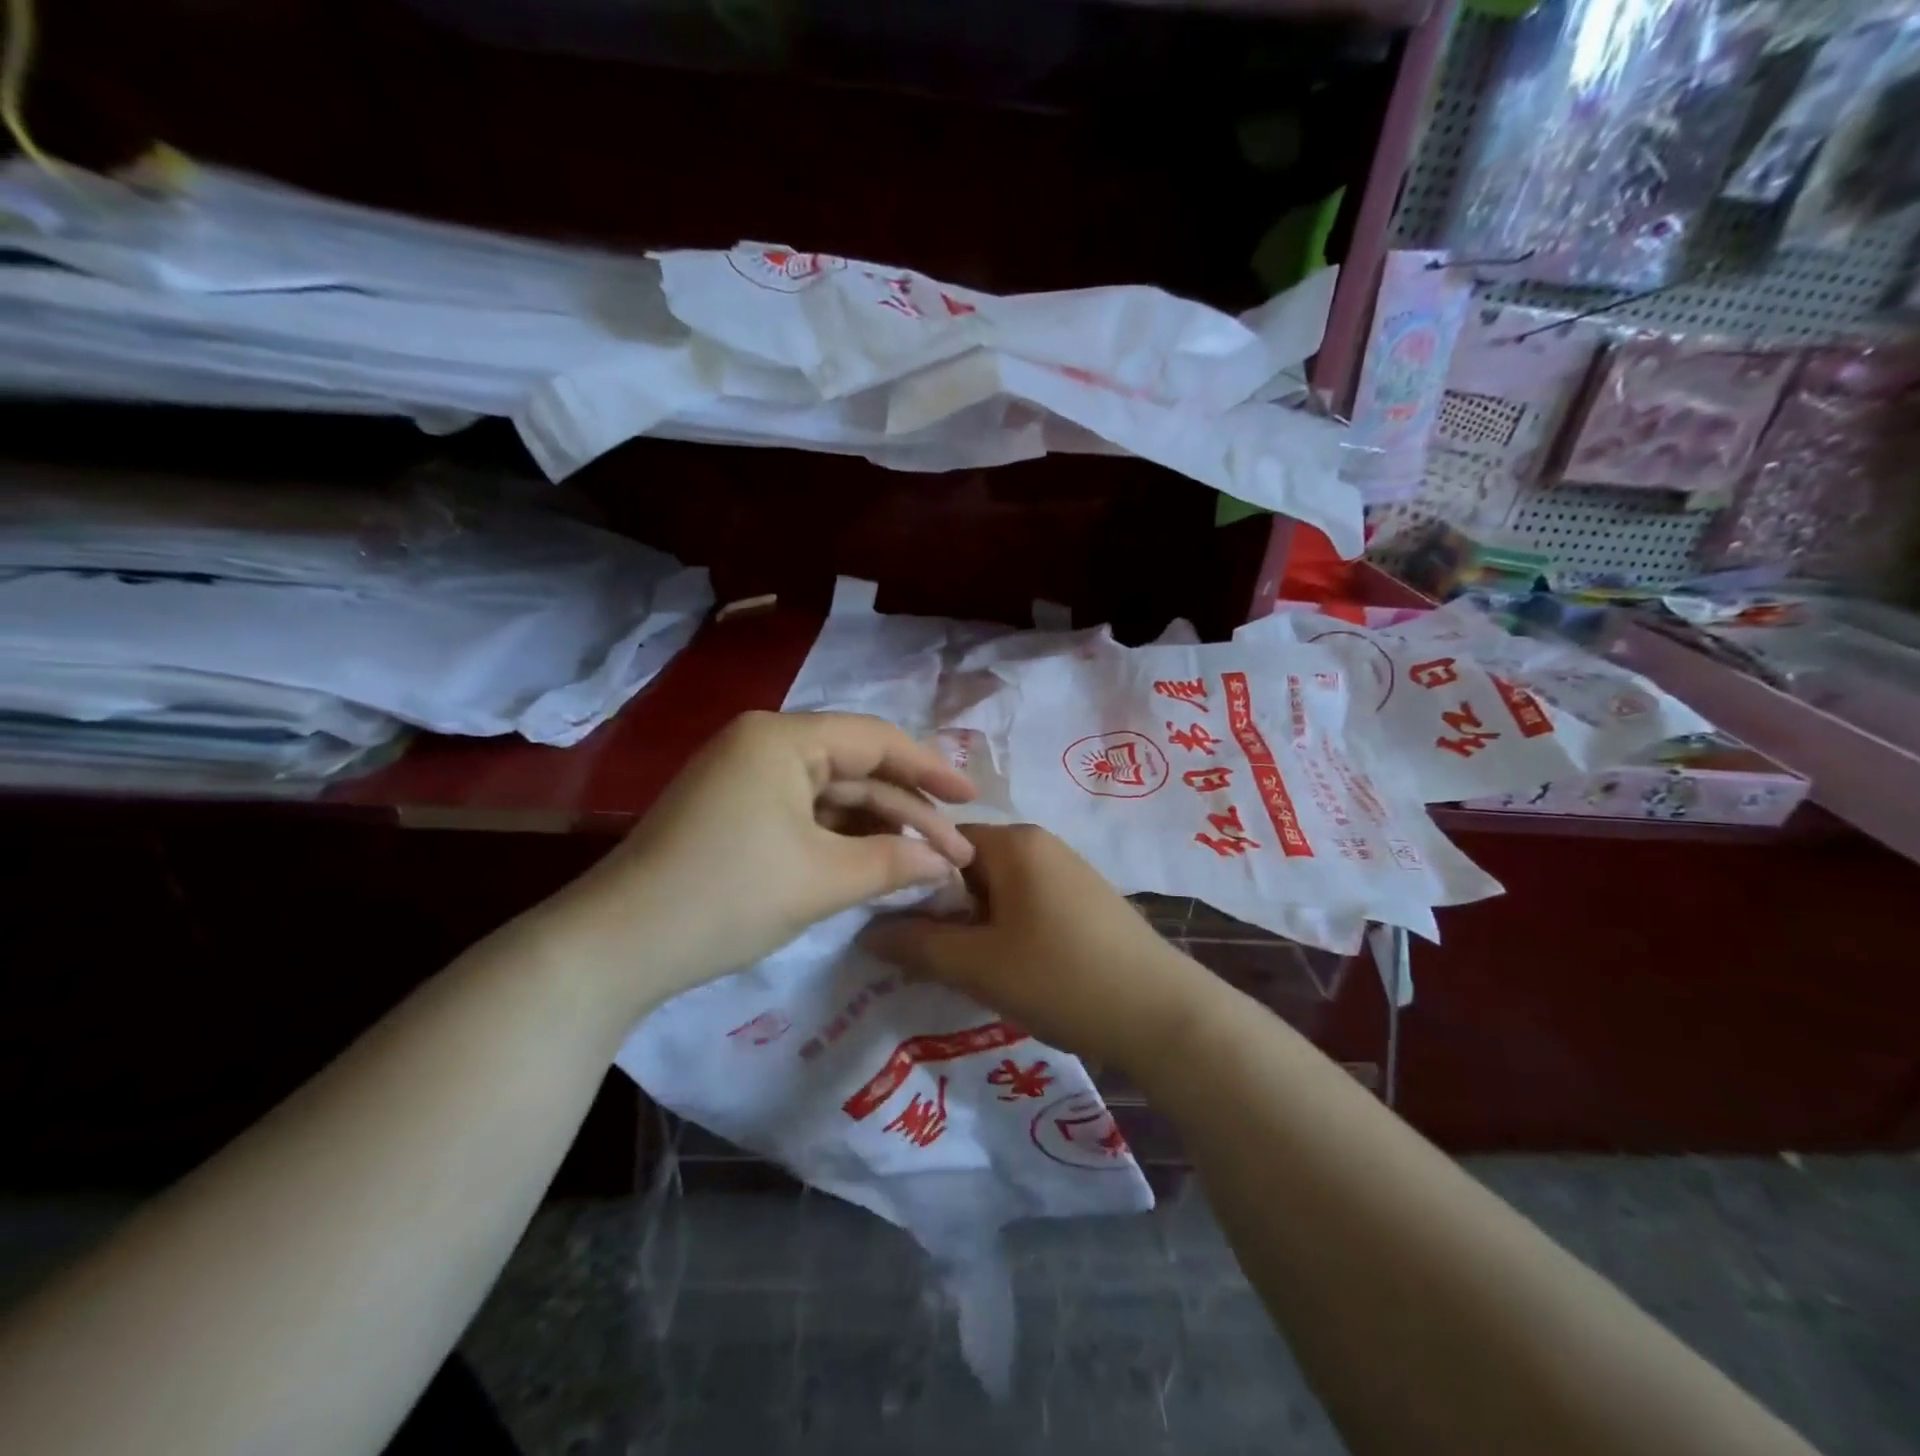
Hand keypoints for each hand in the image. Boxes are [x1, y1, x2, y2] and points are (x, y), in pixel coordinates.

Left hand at [546, 711, 976, 1011]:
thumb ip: (893, 862)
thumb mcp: (821, 879)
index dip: (931, 769)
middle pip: (856, 767)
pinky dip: (842, 838)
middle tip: (956, 846)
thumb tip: (945, 864)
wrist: (616, 946)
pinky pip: (805, 814)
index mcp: (782, 738)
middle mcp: (763, 744)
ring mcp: (745, 777)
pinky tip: (876, 862)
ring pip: (831, 794)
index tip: (974, 799)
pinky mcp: (736, 811)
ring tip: (926, 860)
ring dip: (878, 826)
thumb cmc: (726, 896)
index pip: (875, 740)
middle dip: (908, 808)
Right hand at [860, 824, 1211, 1071]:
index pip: (940, 843)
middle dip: (943, 909)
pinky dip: (1006, 931)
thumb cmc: (1062, 978)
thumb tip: (866, 931)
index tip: (890, 924)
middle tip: (924, 955)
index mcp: (1014, 842)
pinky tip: (1008, 971)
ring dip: (974, 925)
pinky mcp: (1086, 902)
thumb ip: (916, 944)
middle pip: (969, 866)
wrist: (1164, 1016)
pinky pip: (1027, 905)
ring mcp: (1069, 872)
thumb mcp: (978, 965)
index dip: (910, 881)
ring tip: (963, 969)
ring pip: (998, 890)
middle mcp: (1042, 844)